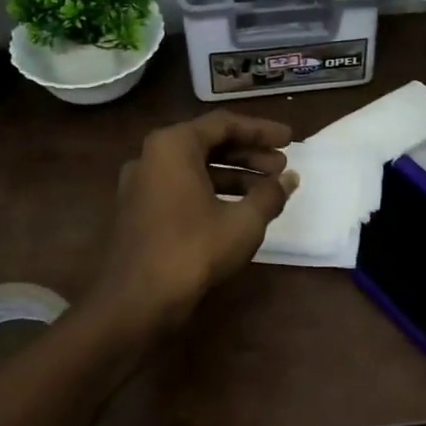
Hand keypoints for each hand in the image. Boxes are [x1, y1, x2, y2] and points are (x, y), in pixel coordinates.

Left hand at [91, 111, 298, 333]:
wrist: (136, 301)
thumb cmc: (192, 250)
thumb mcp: (243, 222)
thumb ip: (270, 194)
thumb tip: (290, 179)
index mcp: (172, 145)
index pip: (224, 124)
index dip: (261, 131)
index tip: (290, 139)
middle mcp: (151, 156)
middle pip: (208, 143)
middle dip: (248, 154)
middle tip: (281, 166)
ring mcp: (141, 183)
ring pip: (195, 167)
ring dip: (233, 175)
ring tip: (268, 189)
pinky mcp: (139, 209)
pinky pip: (181, 187)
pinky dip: (211, 191)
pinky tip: (238, 209)